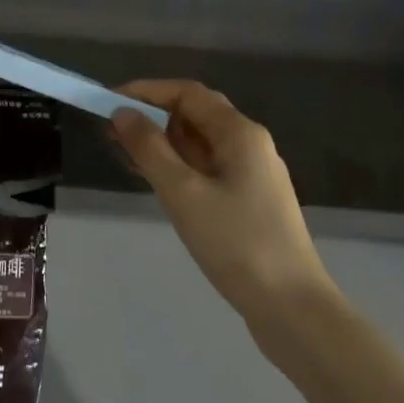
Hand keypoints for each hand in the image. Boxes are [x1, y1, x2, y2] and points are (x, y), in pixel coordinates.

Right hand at [110, 80, 339, 352]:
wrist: (294, 311)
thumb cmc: (237, 244)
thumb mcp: (183, 193)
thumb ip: (149, 149)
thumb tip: (122, 113)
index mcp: (239, 133)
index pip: (186, 93)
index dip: (146, 91)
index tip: (109, 102)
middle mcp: (250, 144)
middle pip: (195, 113)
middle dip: (152, 116)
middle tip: (113, 132)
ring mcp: (253, 174)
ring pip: (200, 142)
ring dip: (163, 143)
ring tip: (126, 156)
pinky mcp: (251, 201)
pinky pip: (208, 167)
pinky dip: (178, 166)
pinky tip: (157, 183)